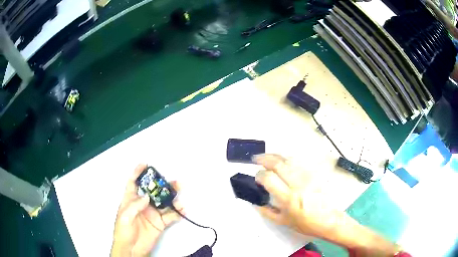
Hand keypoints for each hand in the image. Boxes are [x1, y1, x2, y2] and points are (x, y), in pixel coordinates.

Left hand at [111, 164, 183, 256]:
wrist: (131, 249)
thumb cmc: (123, 231)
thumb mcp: (124, 217)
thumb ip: (135, 205)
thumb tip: (147, 196)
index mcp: (131, 200)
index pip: (134, 183)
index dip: (138, 173)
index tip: (146, 164)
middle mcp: (143, 204)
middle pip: (153, 192)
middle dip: (163, 185)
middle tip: (173, 182)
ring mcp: (153, 213)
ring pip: (164, 202)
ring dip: (173, 198)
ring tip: (180, 196)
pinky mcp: (160, 223)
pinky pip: (170, 216)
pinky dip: (177, 213)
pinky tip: (182, 210)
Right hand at [253, 154, 399, 255]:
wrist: (330, 220)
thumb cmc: (307, 224)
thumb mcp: (284, 222)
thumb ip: (268, 212)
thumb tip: (256, 203)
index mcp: (288, 198)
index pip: (269, 178)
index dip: (259, 175)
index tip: (257, 177)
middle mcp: (297, 184)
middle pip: (278, 164)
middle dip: (264, 159)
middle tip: (256, 159)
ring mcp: (307, 177)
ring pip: (288, 159)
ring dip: (275, 156)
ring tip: (266, 157)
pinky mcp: (314, 174)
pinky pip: (298, 162)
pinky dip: (287, 159)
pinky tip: (282, 160)